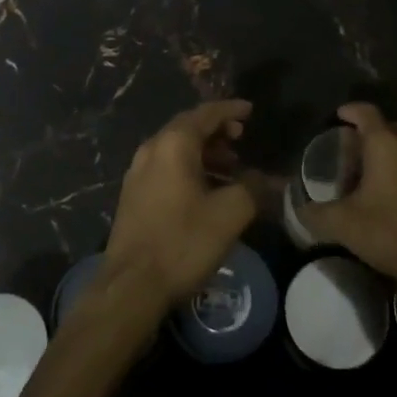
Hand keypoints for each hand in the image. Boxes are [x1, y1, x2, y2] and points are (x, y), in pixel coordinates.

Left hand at [104, 100, 256, 312]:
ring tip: (230, 167)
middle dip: (216, 131)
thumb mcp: (229, 214)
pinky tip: (206, 190)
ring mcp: (137, 173)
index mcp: (173, 144)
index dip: (230, 110)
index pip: (205, 113)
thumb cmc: (183, 241)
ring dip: (204, 152)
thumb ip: (252, 188)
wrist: (131, 286)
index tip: (250, 110)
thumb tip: (264, 178)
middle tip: (241, 138)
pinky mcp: (133, 196)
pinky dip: (189, 168)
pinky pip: (166, 168)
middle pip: (187, 128)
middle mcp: (151, 150)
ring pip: (175, 149)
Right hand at [302, 102, 396, 291]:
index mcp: (385, 144)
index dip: (350, 111)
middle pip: (387, 128)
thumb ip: (314, 211)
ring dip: (392, 153)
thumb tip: (299, 208)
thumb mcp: (341, 224)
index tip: (339, 118)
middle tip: (354, 154)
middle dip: (370, 136)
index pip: (366, 112)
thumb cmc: (387, 233)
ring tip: (378, 173)